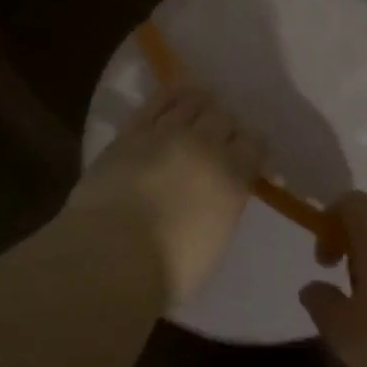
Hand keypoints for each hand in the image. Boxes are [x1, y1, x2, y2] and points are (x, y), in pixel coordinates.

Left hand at [68, 86, 262, 309]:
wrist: (111, 256)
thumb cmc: (169, 269)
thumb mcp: (215, 241)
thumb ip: (223, 207)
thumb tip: (218, 195)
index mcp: (233, 177)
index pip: (254, 143)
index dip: (250, 147)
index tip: (245, 157)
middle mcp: (205, 146)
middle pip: (223, 117)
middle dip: (224, 126)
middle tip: (216, 139)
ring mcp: (166, 133)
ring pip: (193, 101)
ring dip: (199, 105)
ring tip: (196, 111)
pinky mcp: (131, 131)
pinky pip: (158, 101)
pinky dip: (170, 96)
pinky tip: (173, 96)